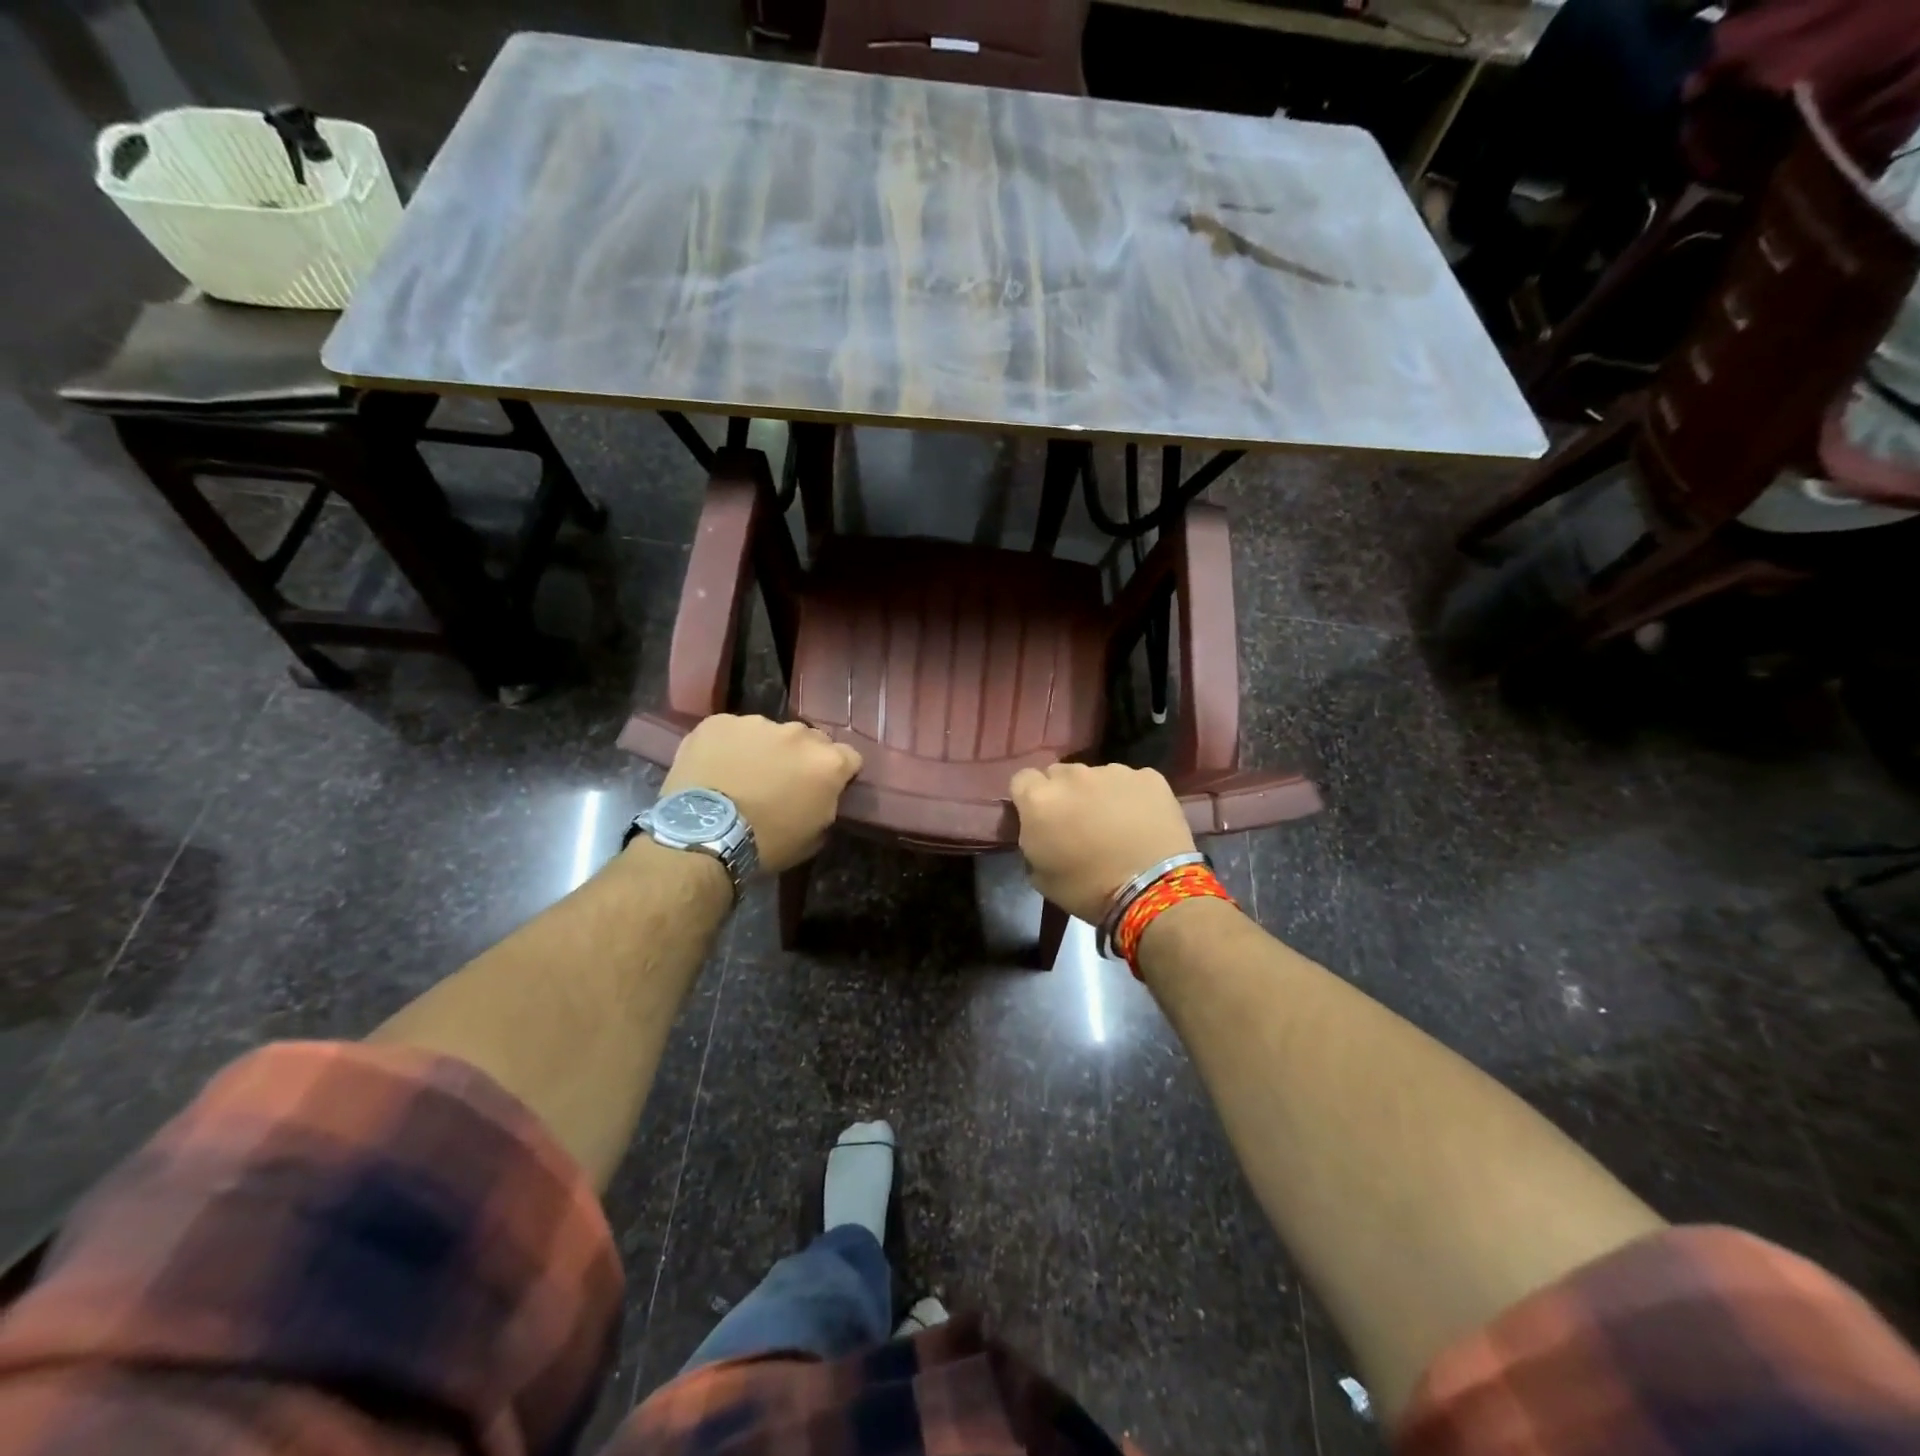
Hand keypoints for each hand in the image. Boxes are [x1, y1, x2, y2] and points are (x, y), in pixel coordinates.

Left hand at [662, 715, 861, 872]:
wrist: (704, 836)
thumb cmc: (766, 844)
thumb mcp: (813, 836)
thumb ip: (826, 805)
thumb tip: (821, 797)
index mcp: (828, 762)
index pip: (850, 757)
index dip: (839, 773)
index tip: (824, 788)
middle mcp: (798, 734)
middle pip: (810, 739)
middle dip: (801, 757)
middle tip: (782, 781)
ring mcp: (757, 723)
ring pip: (769, 732)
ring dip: (765, 749)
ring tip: (743, 774)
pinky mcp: (720, 721)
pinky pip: (732, 731)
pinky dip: (729, 746)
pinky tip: (716, 768)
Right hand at [1008, 762, 1195, 922]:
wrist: (1152, 890)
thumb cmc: (1088, 889)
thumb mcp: (1039, 875)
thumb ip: (1031, 840)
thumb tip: (1037, 829)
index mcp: (1040, 799)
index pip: (1022, 780)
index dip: (1029, 798)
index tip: (1040, 818)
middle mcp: (1073, 775)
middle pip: (1059, 774)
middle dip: (1063, 793)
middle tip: (1077, 822)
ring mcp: (1113, 771)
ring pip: (1096, 776)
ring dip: (1097, 793)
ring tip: (1114, 823)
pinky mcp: (1148, 776)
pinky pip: (1131, 781)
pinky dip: (1131, 796)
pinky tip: (1141, 821)